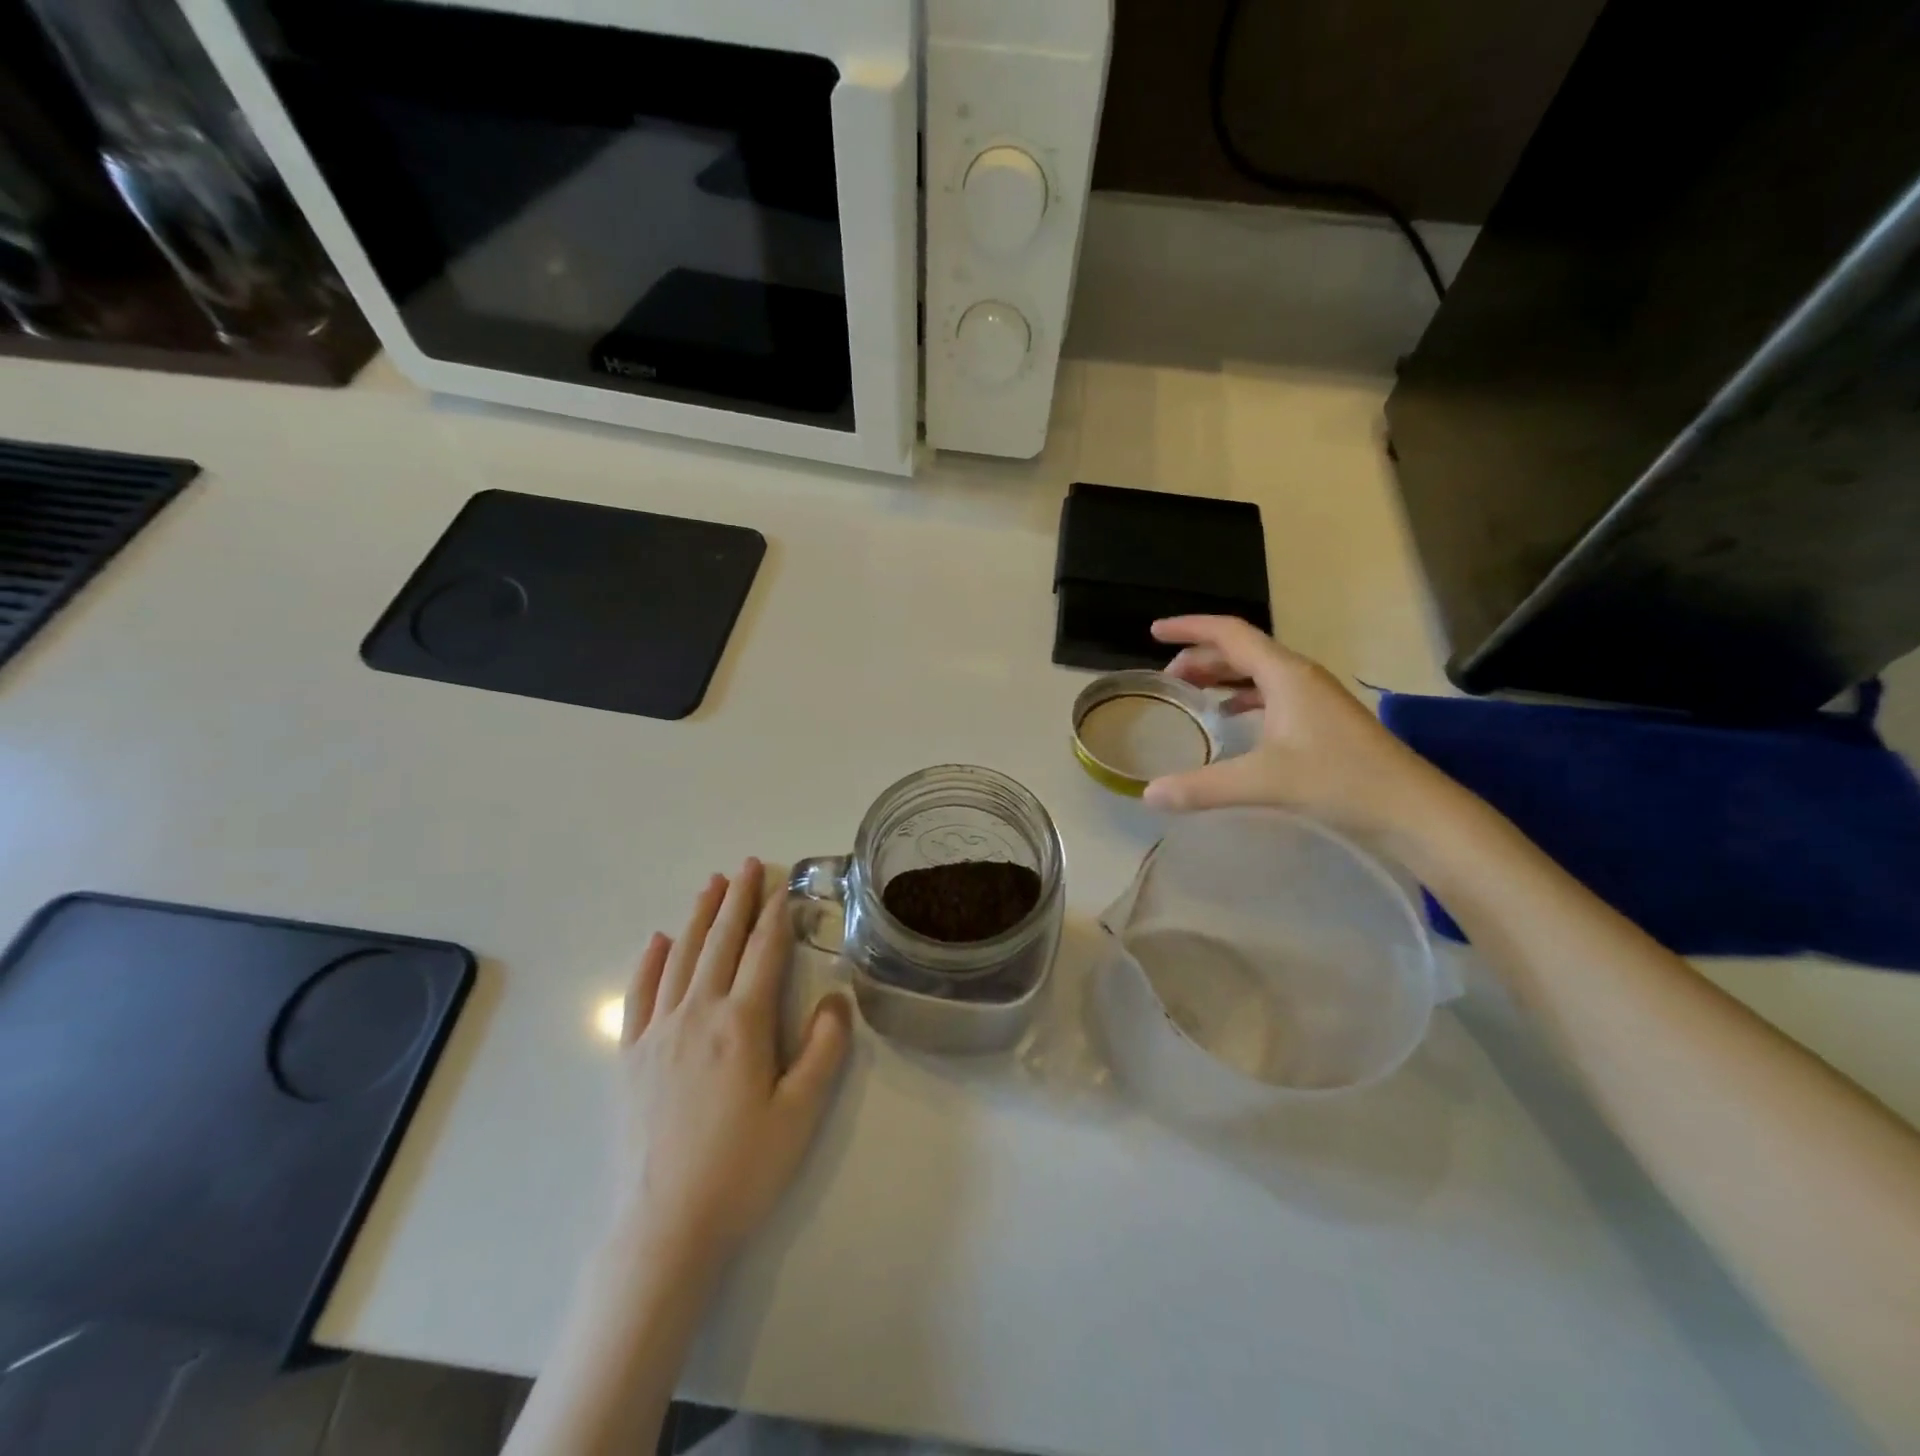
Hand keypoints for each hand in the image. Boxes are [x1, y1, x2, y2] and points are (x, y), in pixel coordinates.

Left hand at [614, 859, 851, 1272]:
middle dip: (737, 900)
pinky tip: (658, 939)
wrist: (665, 1228)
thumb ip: (823, 1050)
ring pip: (680, 957)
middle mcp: (697, 1014)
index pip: (763, 953)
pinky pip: (639, 995)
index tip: (784, 886)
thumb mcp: (800, 1113)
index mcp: (742, 1023)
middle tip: (748, 865)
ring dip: (699, 916)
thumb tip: (836, 998)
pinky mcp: (630, 1056)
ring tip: (711, 884)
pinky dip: (650, 962)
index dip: (776, 915)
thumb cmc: (742, 1169)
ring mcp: (658, 1032)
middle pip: (721, 942)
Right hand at [1143, 616, 1444, 835]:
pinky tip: (1229, 719)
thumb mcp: (1264, 782)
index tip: (1154, 632)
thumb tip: (1147, 795)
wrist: (1412, 810)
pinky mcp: (1320, 722)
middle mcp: (1298, 677)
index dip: (1189, 629)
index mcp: (1285, 674)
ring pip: (1256, 673)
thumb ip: (1202, 787)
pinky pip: (1270, 695)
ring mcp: (1313, 698)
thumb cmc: (1341, 781)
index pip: (1229, 633)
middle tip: (1166, 680)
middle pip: (1240, 651)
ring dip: (1220, 677)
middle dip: (1199, 658)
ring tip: (1189, 696)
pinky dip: (1242, 699)